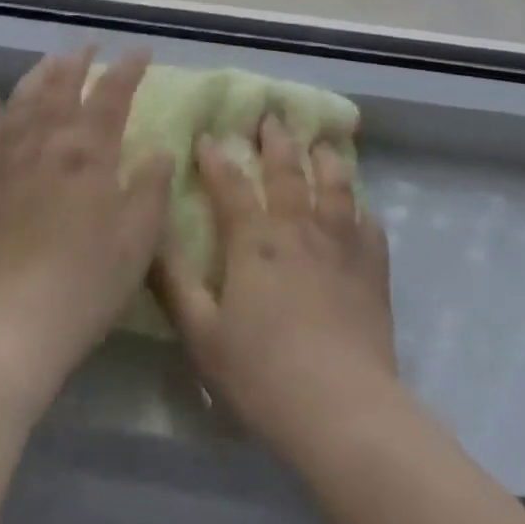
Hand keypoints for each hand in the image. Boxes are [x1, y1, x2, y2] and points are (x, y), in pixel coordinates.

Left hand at [0, 47, 173, 399]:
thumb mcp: (139, 239)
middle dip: (78, 62)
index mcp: (89, 153)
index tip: (141, 51)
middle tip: (88, 46)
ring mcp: (6, 163)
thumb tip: (160, 148)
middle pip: (62, 88)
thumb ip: (152, 187)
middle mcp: (46, 145)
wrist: (11, 328)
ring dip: (37, 77)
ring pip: (21, 104)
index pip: (112, 95)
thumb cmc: (86, 283)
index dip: (128, 69)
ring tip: (49, 61)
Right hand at [154, 115, 395, 457]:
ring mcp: (340, 242)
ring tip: (320, 145)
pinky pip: (369, 224)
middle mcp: (298, 227)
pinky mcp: (372, 266)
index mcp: (254, 240)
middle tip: (271, 117)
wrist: (341, 407)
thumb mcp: (202, 335)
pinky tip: (361, 208)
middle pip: (286, 170)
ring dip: (325, 159)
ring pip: (334, 184)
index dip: (215, 158)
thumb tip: (152, 237)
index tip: (207, 136)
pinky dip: (362, 210)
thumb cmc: (262, 374)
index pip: (229, 184)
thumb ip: (175, 284)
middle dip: (276, 140)